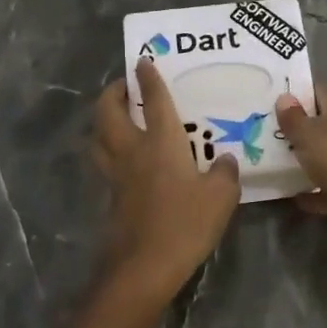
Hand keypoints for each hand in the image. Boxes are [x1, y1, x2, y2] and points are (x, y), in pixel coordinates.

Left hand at [78, 60, 240, 327]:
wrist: (144, 266)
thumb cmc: (185, 224)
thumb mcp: (220, 198)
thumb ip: (225, 174)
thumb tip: (226, 161)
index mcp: (161, 143)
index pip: (153, 101)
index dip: (149, 78)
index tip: (143, 61)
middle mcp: (133, 150)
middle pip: (109, 111)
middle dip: (113, 93)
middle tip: (124, 86)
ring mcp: (117, 174)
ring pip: (99, 135)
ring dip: (104, 119)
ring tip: (117, 115)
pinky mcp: (112, 196)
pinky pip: (105, 161)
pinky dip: (109, 149)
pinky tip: (125, 157)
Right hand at [274, 85, 326, 242]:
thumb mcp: (307, 134)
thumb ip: (293, 117)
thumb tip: (285, 97)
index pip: (319, 91)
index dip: (298, 94)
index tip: (274, 102)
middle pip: (324, 123)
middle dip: (300, 130)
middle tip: (270, 134)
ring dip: (309, 160)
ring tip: (278, 164)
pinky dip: (316, 191)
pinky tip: (296, 197)